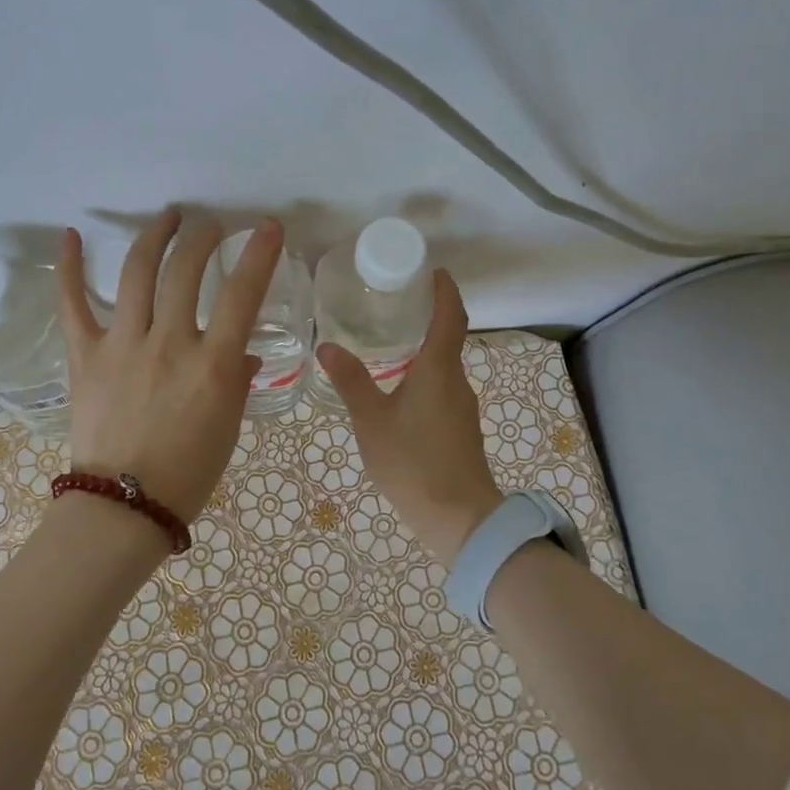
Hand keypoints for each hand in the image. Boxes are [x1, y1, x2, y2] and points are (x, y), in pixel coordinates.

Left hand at [56, 210, 282, 523]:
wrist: (124, 506)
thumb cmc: (188, 472)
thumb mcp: (228, 425)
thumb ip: (236, 379)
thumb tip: (242, 352)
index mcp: (211, 364)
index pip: (243, 294)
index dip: (258, 254)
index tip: (266, 227)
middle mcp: (169, 344)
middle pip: (186, 270)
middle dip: (203, 238)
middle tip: (211, 227)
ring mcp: (122, 345)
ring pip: (138, 273)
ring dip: (155, 236)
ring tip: (169, 217)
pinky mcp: (85, 355)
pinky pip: (73, 305)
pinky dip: (69, 268)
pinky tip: (70, 236)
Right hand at [318, 270, 502, 564]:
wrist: (459, 518)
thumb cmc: (413, 461)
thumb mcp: (371, 420)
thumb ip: (351, 381)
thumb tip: (327, 346)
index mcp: (438, 369)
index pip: (450, 316)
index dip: (445, 291)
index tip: (434, 271)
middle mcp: (456, 381)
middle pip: (448, 339)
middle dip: (428, 318)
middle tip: (394, 306)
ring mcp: (462, 407)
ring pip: (443, 368)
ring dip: (423, 351)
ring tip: (389, 346)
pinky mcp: (461, 429)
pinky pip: (442, 390)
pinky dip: (424, 378)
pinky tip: (399, 393)